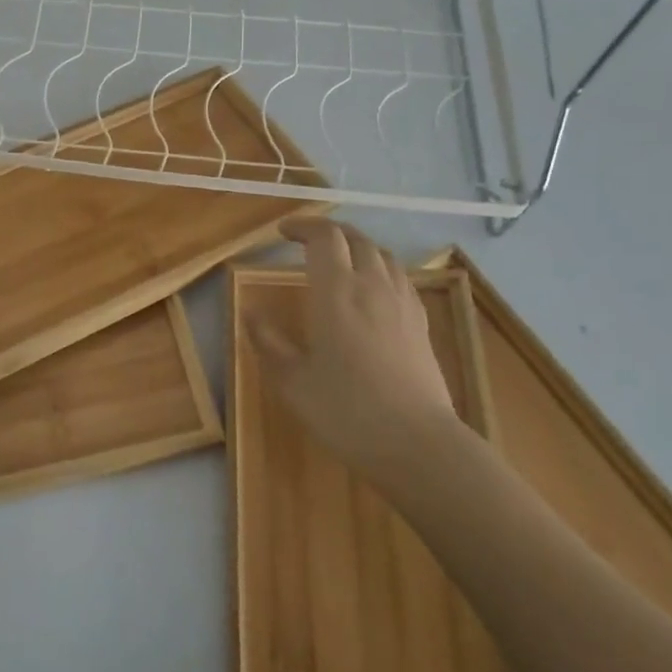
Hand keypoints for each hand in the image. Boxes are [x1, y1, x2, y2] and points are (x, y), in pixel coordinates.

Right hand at [247, 217, 459, 488]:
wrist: (418, 446)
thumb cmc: (347, 412)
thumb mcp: (292, 381)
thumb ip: (268, 342)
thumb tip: (249, 313)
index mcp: (337, 292)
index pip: (325, 237)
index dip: (303, 226)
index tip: (282, 232)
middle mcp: (372, 286)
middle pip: (355, 238)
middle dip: (329, 231)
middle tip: (306, 240)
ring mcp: (403, 303)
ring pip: (382, 254)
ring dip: (357, 246)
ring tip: (339, 259)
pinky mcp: (422, 324)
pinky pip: (401, 278)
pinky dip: (381, 268)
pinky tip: (373, 290)